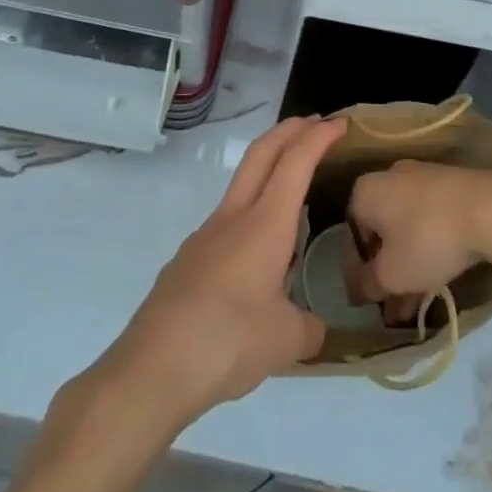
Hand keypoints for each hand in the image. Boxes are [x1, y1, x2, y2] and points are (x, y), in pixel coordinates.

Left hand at [92, 114, 348, 429]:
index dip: (319, 137)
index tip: (339, 122)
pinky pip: (226, 221)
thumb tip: (312, 327)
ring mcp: (205, 235)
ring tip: (292, 188)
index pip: (296, 161)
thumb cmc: (227, 342)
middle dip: (290, 130)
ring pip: (241, 183)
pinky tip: (257, 255)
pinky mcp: (187, 260)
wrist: (152, 368)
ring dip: (268, 168)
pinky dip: (250, 213)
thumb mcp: (286, 341)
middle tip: (315, 124)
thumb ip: (308, 327)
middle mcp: (234, 217)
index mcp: (265, 224)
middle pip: (262, 152)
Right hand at [345, 161, 491, 322]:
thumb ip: (369, 284)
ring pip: (407, 227)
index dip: (358, 273)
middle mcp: (389, 176)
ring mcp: (422, 176)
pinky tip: (441, 277)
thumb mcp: (391, 275)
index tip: (368, 300)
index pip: (352, 236)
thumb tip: (362, 288)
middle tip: (395, 306)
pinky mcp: (450, 183)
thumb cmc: (427, 240)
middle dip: (387, 271)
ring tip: (419, 302)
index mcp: (365, 191)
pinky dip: (430, 247)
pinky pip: (430, 219)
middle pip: (381, 232)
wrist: (487, 209)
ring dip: (409, 264)